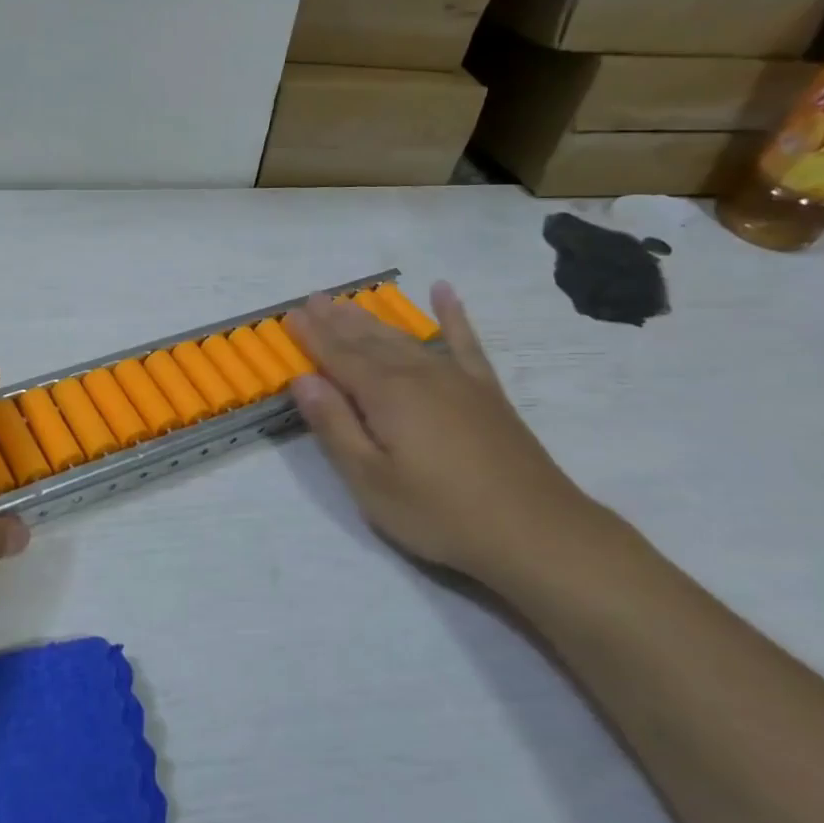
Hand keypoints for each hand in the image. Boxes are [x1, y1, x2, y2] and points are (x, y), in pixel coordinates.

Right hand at [284, 286, 616, 596]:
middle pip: (369, 340)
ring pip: (406, 338)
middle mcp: (419, 374)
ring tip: (350, 302)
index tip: (289, 315)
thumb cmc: (439, 512)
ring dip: (374, 319)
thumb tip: (303, 379)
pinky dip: (452, 315)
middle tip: (314, 299)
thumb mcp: (371, 480)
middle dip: (338, 320)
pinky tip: (444, 292)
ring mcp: (457, 379)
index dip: (312, 336)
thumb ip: (334, 426)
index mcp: (386, 394)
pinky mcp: (486, 391)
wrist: (534, 530)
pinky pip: (465, 341)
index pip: (338, 356)